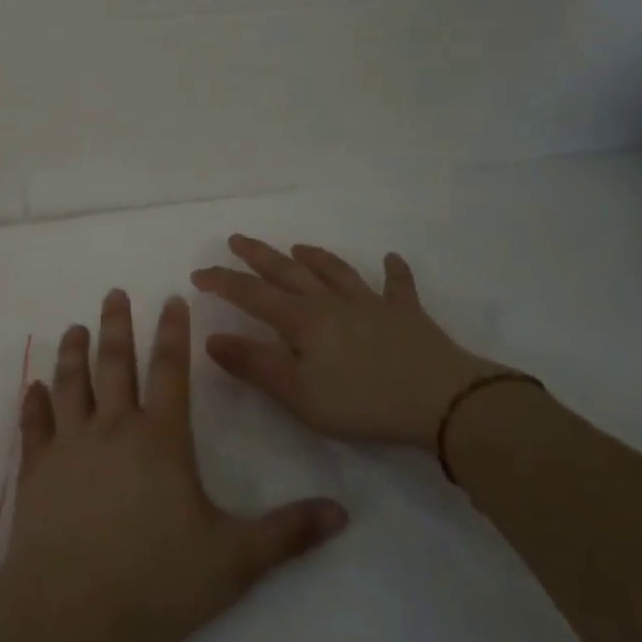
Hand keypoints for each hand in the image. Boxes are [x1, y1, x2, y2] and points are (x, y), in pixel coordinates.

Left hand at [0, 289, 347, 641]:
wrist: (68, 613)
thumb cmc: (155, 582)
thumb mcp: (233, 561)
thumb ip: (287, 533)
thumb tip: (343, 513)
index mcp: (161, 439)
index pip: (170, 370)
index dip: (172, 331)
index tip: (171, 297)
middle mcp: (113, 428)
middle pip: (115, 363)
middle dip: (117, 325)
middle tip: (114, 293)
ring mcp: (69, 446)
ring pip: (71, 383)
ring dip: (74, 352)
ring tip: (75, 326)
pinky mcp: (36, 471)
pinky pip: (34, 426)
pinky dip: (33, 404)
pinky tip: (32, 388)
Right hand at [191, 235, 497, 449]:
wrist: (442, 401)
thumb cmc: (363, 402)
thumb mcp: (299, 394)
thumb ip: (255, 365)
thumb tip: (212, 339)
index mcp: (303, 320)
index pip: (252, 295)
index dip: (224, 282)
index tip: (199, 273)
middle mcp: (332, 302)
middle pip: (288, 272)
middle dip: (259, 256)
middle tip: (238, 239)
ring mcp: (372, 304)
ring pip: (335, 272)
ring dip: (314, 257)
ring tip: (298, 246)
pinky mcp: (407, 315)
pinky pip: (398, 286)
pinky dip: (393, 271)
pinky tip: (392, 259)